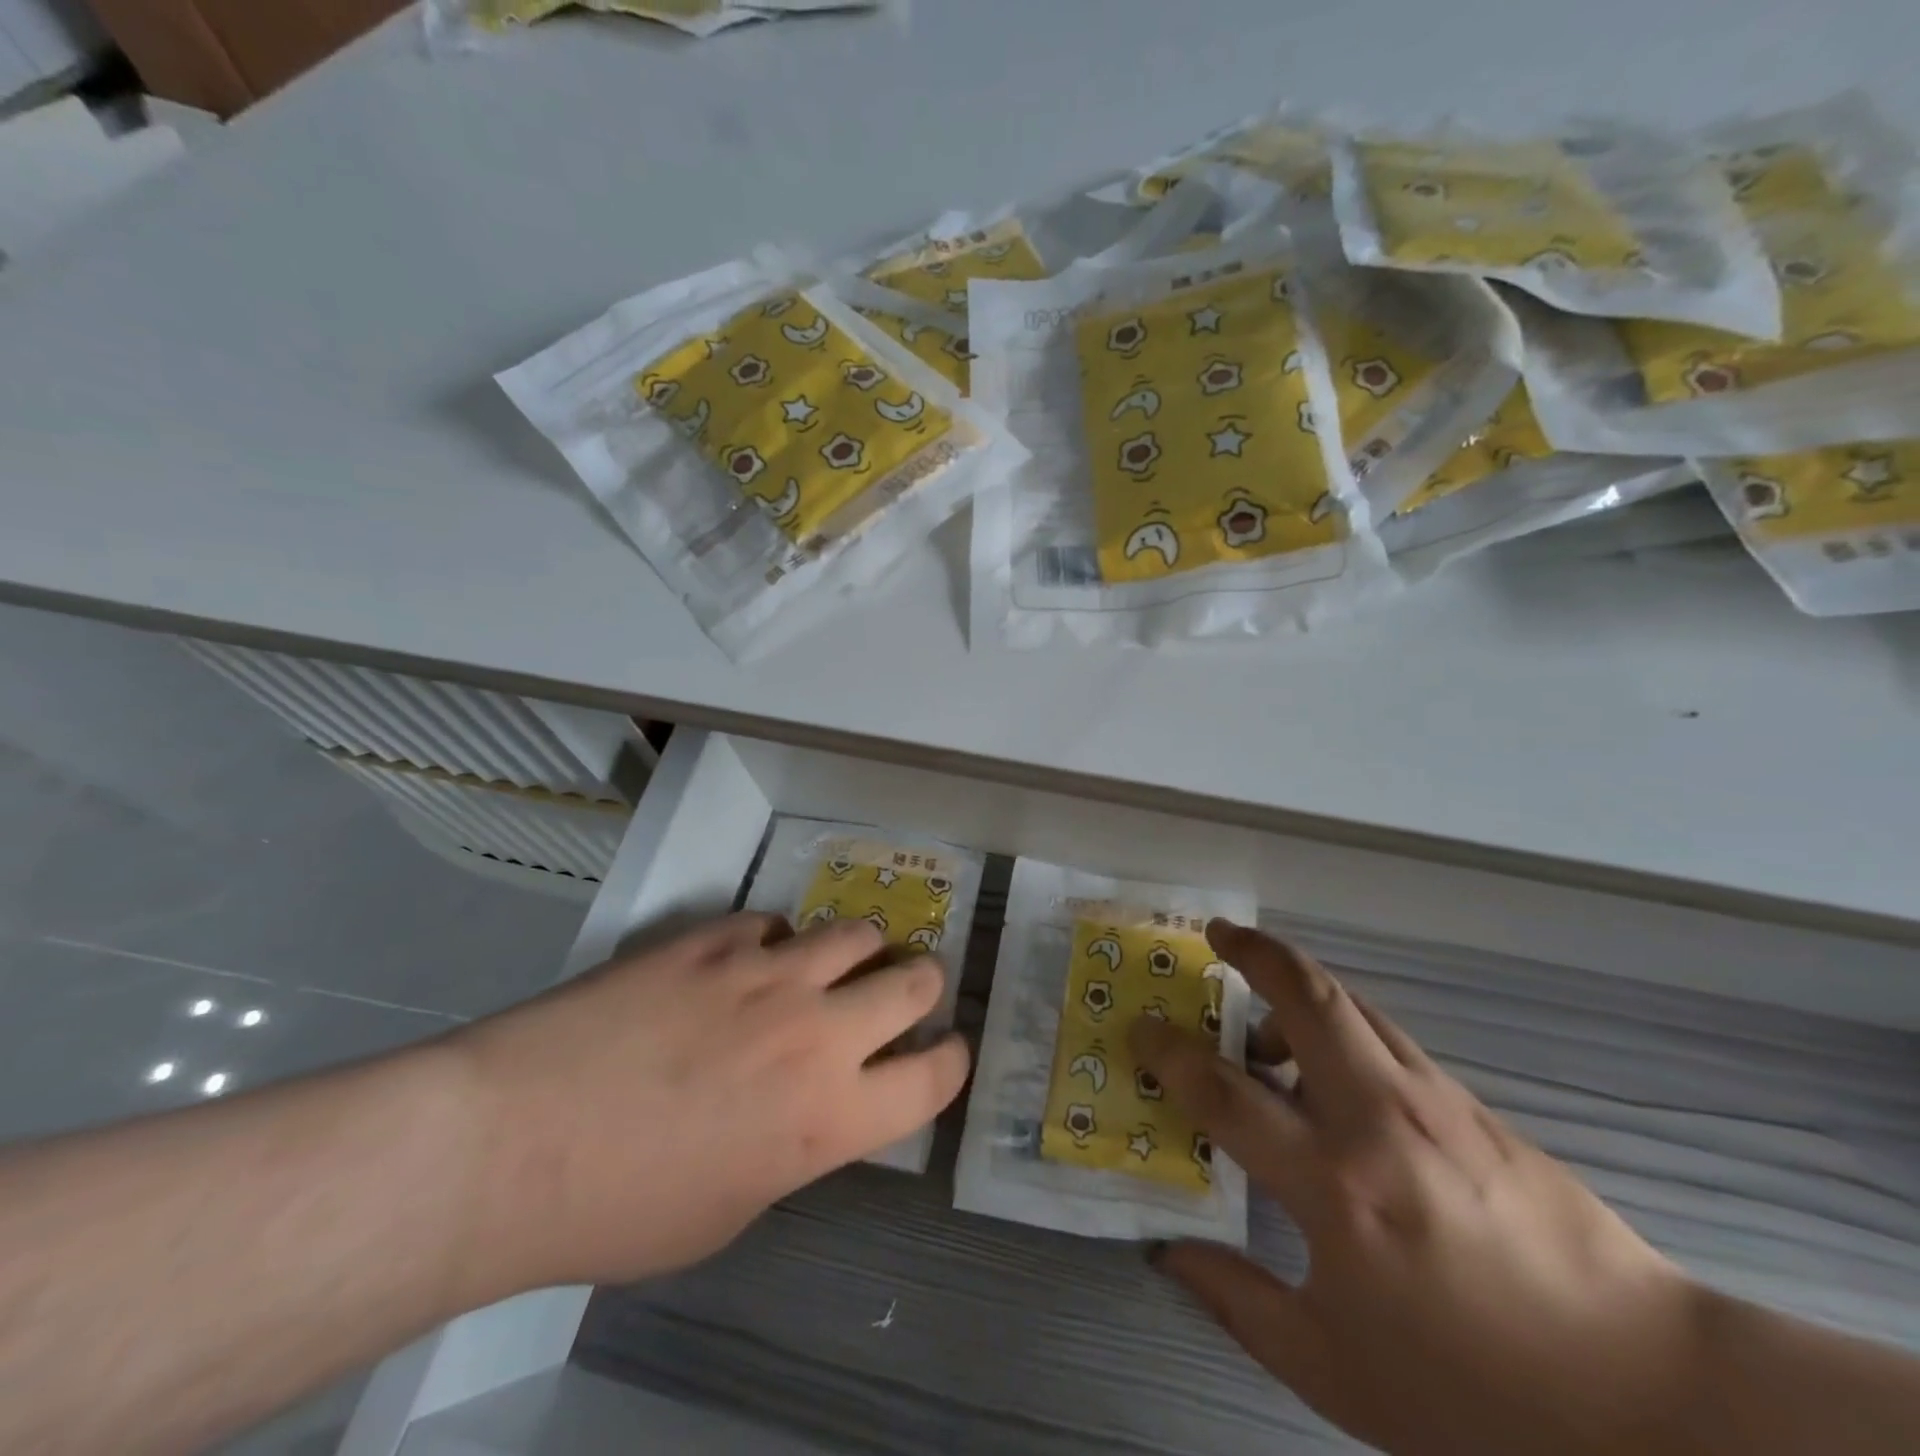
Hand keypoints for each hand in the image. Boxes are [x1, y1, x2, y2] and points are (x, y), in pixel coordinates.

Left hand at [449, 914, 969, 1297]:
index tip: (945, 1050)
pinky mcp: (716, 938)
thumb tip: (807, 1107)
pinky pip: (773, 922)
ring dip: (859, 950)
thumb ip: (793, 1149)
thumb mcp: (730, 1212)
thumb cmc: (620, 1209)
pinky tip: (745, 960)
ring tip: (838, 961)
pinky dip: (775, 941)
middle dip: (922, 984)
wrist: (513, 1143)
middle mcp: (818, 1032)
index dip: (950, 1059)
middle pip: (915, 981)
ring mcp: (769, 973)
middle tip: (907, 989)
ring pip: (855, 933)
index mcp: (831, 1117)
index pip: (934, 1076)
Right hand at [1132, 922, 1702, 1455]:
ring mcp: (1432, 1100)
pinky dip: (1340, 1023)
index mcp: (1334, 1187)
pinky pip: (1386, 1036)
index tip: (1141, 1029)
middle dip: (1252, 951)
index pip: (1225, 1092)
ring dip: (1295, 984)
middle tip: (1215, 935)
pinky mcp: (1472, 1103)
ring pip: (1350, 1004)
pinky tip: (1333, 1067)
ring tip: (1262, 1015)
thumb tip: (1167, 1252)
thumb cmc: (1478, 1395)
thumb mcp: (1337, 1373)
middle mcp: (1378, 1119)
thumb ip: (1238, 1302)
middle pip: (1305, 996)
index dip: (1170, 1053)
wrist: (1652, 1398)